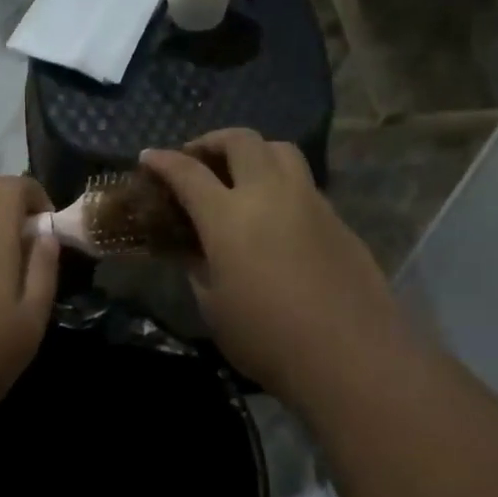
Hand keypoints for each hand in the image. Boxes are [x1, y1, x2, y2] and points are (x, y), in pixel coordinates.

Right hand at [139, 130, 398, 408]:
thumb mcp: (214, 306)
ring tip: (239, 173)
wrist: (349, 356)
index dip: (163, 161)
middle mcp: (269, 194)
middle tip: (196, 158)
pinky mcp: (337, 218)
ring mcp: (309, 201)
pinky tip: (274, 212)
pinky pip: (303, 181)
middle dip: (211, 141)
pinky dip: (280, 180)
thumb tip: (189, 248)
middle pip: (241, 141)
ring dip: (253, 151)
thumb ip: (197, 267)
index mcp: (228, 217)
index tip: (148, 157)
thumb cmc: (266, 338)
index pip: (187, 173)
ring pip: (280, 150)